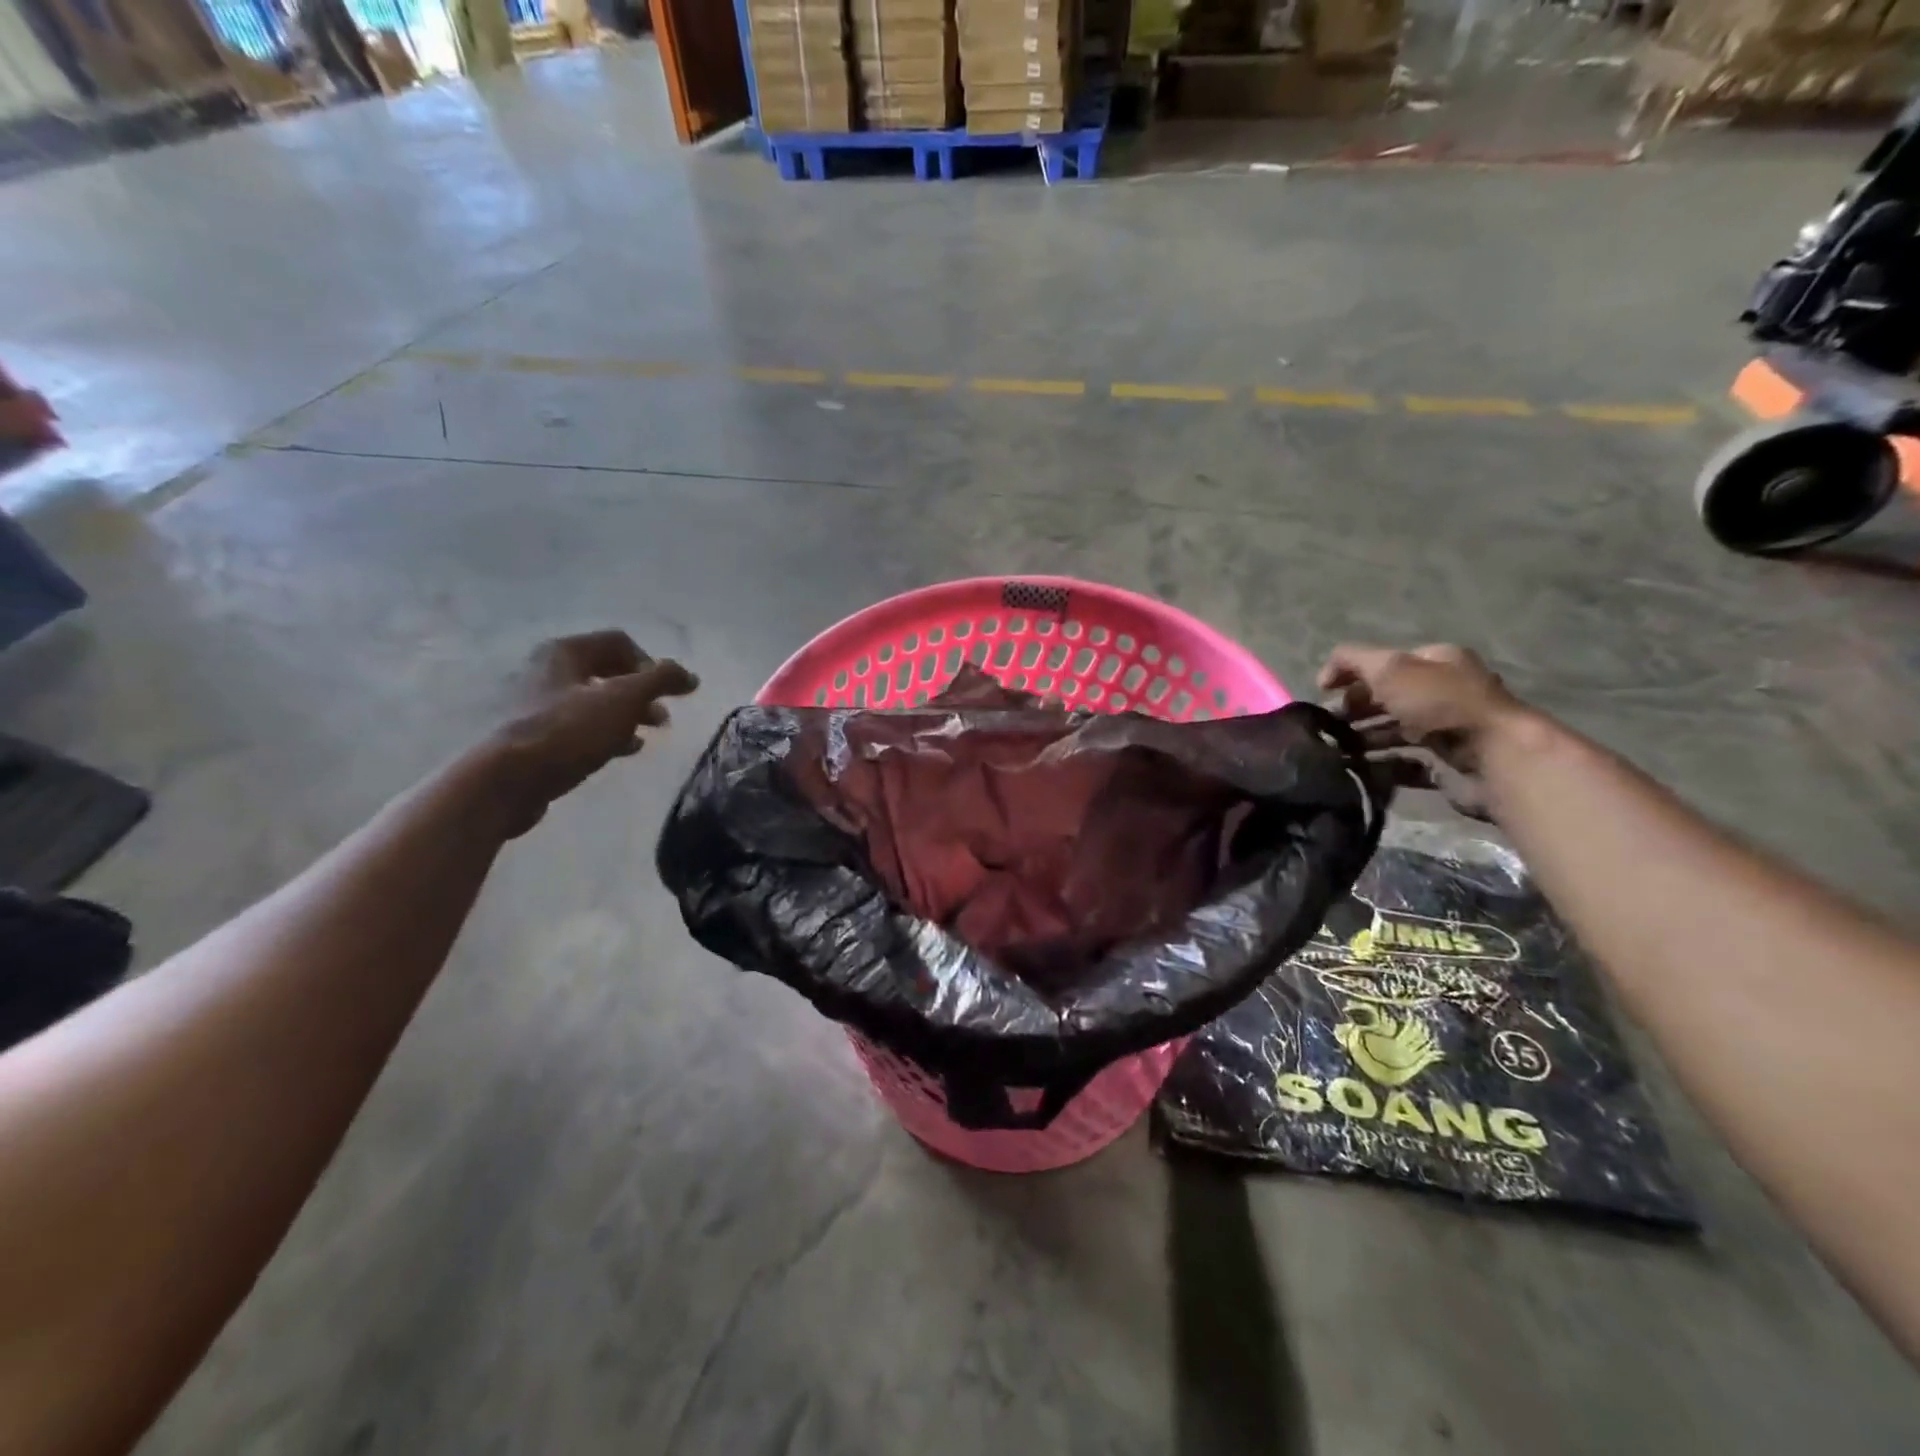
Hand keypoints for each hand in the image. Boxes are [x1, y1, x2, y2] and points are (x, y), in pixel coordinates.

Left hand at [487, 631, 697, 836]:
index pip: (619, 642)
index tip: (668, 692)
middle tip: (662, 716)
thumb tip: (690, 676)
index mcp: (565, 652)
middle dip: (642, 692)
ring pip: (596, 701)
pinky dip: (609, 733)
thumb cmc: (570, 730)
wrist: (509, 781)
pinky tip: (625, 749)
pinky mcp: (537, 736)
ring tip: (649, 733)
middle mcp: (548, 671)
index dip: (651, 663)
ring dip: (629, 714)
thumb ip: (661, 680)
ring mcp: (539, 705)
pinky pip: (582, 727)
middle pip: (608, 672)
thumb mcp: (625, 699)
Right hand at [1317, 644, 1523, 819]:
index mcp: (1437, 661)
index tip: (1324, 694)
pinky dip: (1381, 766)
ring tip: (1335, 749)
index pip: (1386, 663)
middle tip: (1327, 725)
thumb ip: (1352, 661)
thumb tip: (1324, 676)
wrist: (1494, 757)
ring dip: (1364, 738)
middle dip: (1356, 709)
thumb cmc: (1440, 703)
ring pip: (1395, 731)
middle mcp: (1445, 692)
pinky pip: (1406, 764)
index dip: (1353, 674)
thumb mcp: (1389, 668)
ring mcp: (1447, 730)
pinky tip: (1358, 769)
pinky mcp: (1447, 764)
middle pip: (1389, 697)